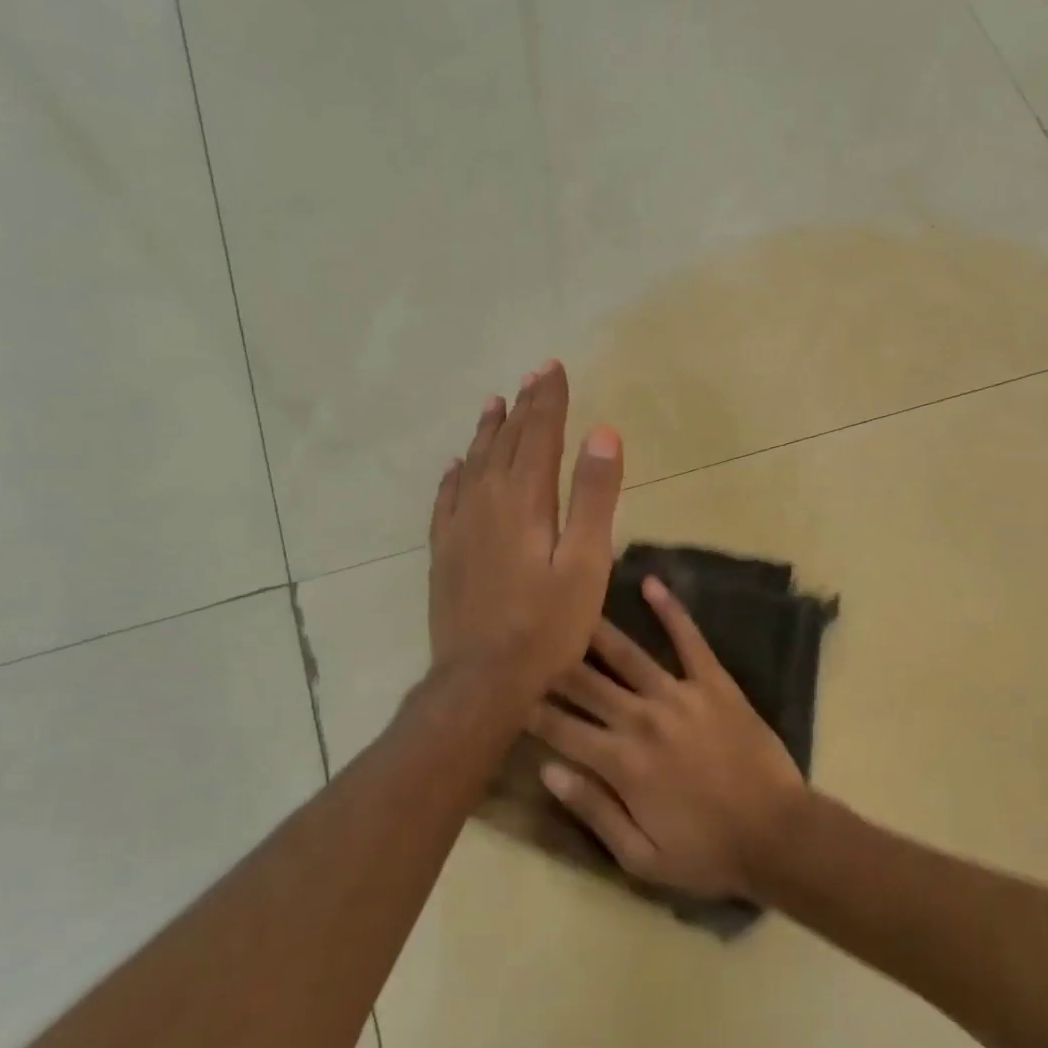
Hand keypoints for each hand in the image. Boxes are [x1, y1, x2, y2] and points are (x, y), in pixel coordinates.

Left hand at [428, 361, 622, 701]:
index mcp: (525, 500)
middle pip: (506, 441)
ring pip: (474, 463)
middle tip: (533, 375)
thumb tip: (604, 433)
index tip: (554, 368)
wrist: (481, 679)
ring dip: (488, 431)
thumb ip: (595, 496)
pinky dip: (455, 473)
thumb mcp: (587, 563)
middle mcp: (486, 500)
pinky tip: (456, 465)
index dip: (549, 399)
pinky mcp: (443, 551)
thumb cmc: (547, 626)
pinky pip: (446, 498)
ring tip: (494, 403)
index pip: (539, 434)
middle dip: (523, 406)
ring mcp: (459, 526)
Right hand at [527, 576, 807, 898]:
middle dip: (553, 666)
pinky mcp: (714, 683)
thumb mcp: (641, 856)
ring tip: (570, 608)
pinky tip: (651, 583)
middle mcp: (642, 719)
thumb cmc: (707, 853)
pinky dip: (670, 611)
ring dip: (595, 632)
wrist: (777, 834)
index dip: (531, 711)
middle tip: (530, 643)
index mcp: (621, 762)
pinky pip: (689, 640)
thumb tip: (547, 770)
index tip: (509, 695)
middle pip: (585, 684)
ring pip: (626, 656)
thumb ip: (592, 810)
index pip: (561, 728)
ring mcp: (680, 695)